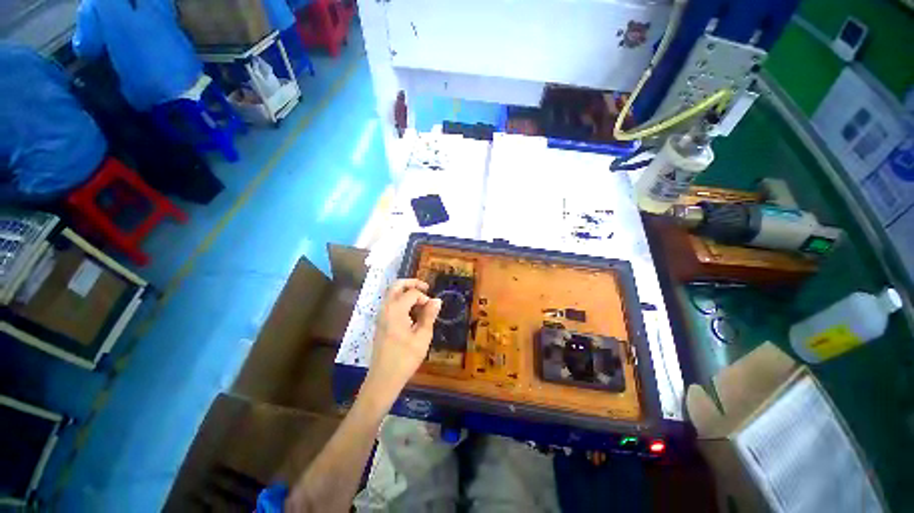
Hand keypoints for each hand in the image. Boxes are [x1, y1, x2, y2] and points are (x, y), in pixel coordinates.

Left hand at [366, 279, 441, 397]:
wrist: (384, 378)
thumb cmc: (405, 357)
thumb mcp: (422, 336)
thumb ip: (429, 315)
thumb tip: (437, 300)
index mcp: (396, 309)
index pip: (412, 293)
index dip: (425, 298)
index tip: (432, 308)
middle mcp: (386, 308)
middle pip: (397, 286)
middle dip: (412, 283)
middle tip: (426, 288)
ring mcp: (381, 315)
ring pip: (392, 294)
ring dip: (406, 292)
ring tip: (421, 303)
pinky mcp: (381, 322)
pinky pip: (390, 303)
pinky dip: (401, 301)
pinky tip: (412, 314)